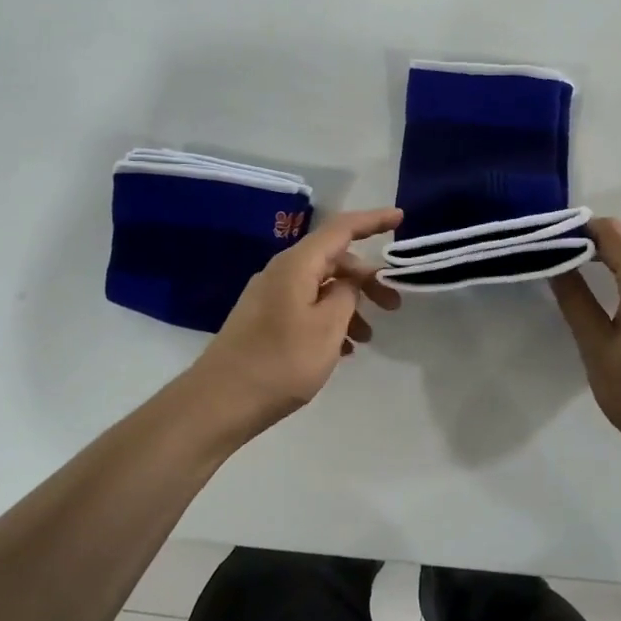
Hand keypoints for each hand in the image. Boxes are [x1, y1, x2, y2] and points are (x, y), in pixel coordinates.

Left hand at [188, 207, 403, 437]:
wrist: (219, 402)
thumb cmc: (280, 362)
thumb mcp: (327, 328)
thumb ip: (346, 296)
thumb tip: (349, 283)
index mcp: (297, 265)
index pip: (342, 229)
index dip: (373, 220)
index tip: (401, 218)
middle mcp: (282, 272)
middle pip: (334, 260)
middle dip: (368, 279)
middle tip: (394, 305)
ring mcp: (270, 297)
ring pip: (322, 287)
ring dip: (350, 305)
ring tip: (367, 338)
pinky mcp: (264, 320)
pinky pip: (307, 307)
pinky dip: (330, 320)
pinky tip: (342, 350)